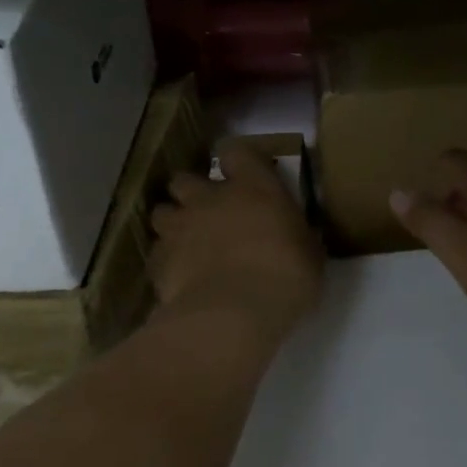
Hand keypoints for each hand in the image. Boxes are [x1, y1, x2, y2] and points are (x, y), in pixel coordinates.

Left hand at [150, 139, 322, 353]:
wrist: (234, 314)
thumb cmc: (287, 276)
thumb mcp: (308, 251)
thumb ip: (294, 235)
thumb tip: (294, 236)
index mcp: (254, 186)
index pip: (236, 152)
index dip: (237, 162)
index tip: (243, 175)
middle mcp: (211, 198)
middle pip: (186, 179)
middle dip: (193, 192)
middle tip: (210, 212)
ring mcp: (180, 227)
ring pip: (162, 212)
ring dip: (174, 223)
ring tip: (188, 243)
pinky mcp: (158, 260)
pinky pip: (157, 252)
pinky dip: (166, 260)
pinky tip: (180, 277)